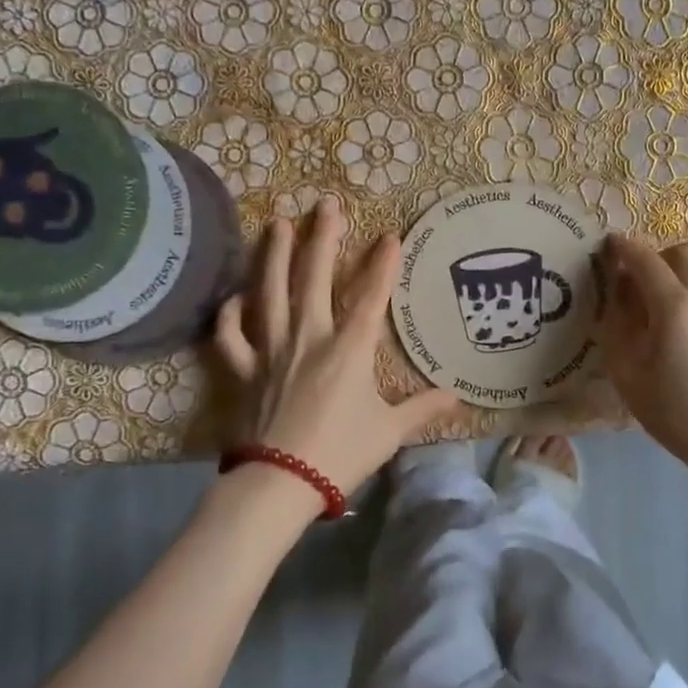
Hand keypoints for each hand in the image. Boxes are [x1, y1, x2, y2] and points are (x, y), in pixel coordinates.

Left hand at [212, 197, 464, 503]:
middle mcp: (308, 338)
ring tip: (276, 223)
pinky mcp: (244, 370)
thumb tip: (457, 396)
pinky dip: (230, 314)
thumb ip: (422, 409)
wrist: (279, 483)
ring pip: (269, 293)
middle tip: (326, 204)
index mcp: (348, 350)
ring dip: (273, 256)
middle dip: (322, 238)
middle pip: (314, 278)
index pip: (371, 298)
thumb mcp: (390, 433)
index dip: (383, 265)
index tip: (390, 235)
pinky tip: (235, 297)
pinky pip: (231, 336)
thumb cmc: (340, 454)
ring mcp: (271, 351)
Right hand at [597, 235, 687, 504]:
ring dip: (683, 276)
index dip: (624, 248)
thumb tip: (619, 294)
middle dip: (658, 258)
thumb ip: (619, 326)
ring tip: (667, 310)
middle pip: (683, 253)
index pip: (645, 259)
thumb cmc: (678, 414)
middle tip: (641, 286)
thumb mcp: (629, 375)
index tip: (609, 245)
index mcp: (674, 306)